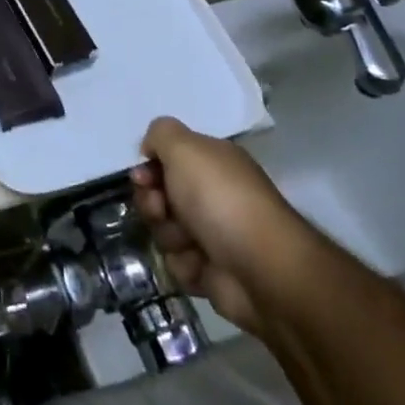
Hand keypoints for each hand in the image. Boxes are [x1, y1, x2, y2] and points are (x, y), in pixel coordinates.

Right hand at [132, 117, 311, 331]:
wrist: (262, 268)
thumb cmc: (221, 199)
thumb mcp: (185, 148)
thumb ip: (161, 134)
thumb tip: (151, 148)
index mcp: (213, 163)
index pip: (167, 159)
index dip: (149, 168)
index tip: (142, 178)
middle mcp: (214, 195)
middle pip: (159, 196)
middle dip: (153, 204)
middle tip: (162, 210)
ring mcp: (213, 234)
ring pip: (164, 231)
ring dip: (170, 236)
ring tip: (190, 243)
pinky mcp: (212, 270)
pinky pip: (178, 263)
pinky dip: (185, 265)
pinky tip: (201, 265)